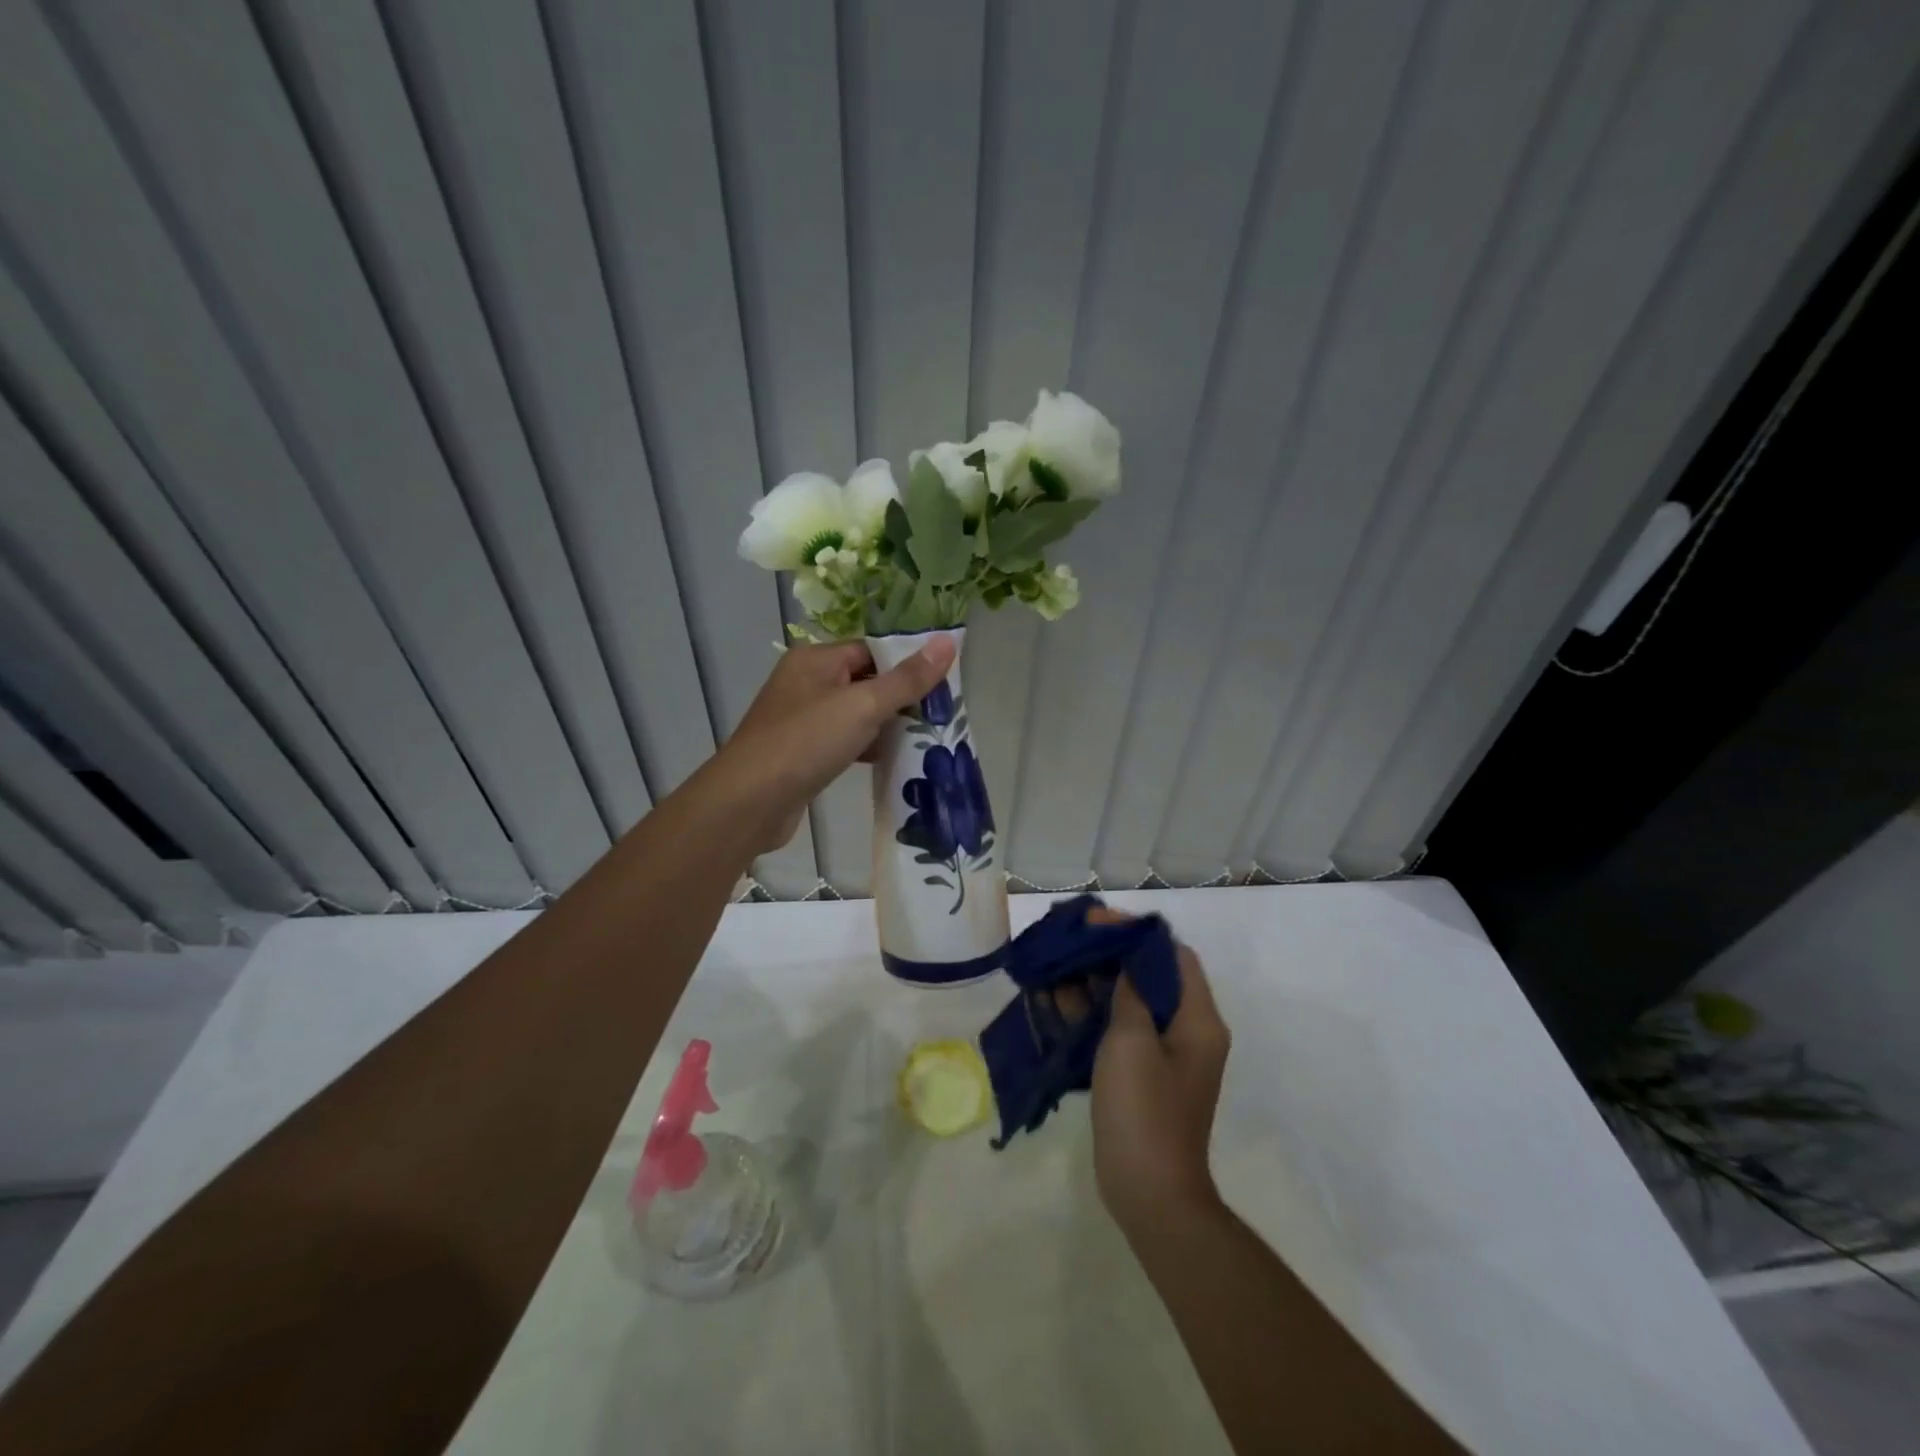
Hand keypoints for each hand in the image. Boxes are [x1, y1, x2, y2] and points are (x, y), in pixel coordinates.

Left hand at [715, 638, 955, 853]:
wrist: (750, 802)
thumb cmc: (806, 742)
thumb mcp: (864, 706)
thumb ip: (907, 678)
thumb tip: (948, 642)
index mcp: (815, 659)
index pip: (872, 649)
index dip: (907, 663)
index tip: (944, 682)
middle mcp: (806, 682)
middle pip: (865, 681)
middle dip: (901, 697)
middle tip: (941, 714)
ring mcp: (801, 719)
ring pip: (856, 714)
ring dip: (886, 725)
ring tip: (927, 738)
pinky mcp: (802, 752)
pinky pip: (844, 740)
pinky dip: (867, 747)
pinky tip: (892, 761)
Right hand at [1088, 909, 1231, 1230]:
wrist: (1150, 1193)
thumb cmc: (1144, 1111)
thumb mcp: (1132, 1041)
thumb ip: (1129, 993)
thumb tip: (1125, 963)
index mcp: (1198, 1019)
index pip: (1172, 955)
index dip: (1136, 933)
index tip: (1096, 923)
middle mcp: (1187, 1030)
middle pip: (1150, 975)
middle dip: (1110, 955)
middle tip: (1069, 941)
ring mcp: (1164, 1054)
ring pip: (1130, 1001)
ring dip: (1095, 983)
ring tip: (1054, 967)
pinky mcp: (1142, 1074)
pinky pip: (1118, 1029)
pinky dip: (1091, 1013)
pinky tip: (1056, 1002)